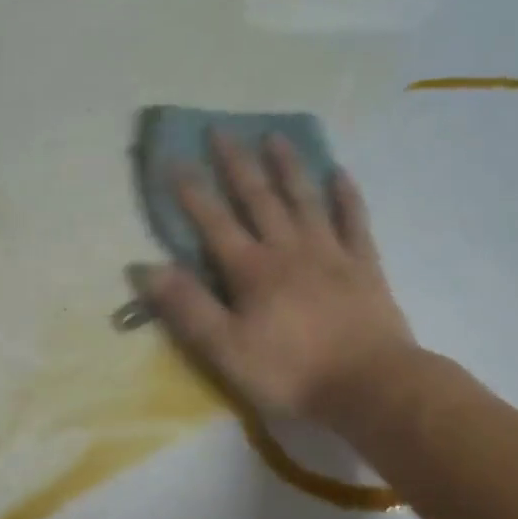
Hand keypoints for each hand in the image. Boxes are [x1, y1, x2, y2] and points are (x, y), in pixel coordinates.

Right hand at [142, 131, 419, 430]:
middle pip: (259, 199)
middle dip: (237, 165)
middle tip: (221, 131)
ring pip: (305, 200)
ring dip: (288, 167)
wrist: (371, 387)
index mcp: (253, 271)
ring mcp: (331, 254)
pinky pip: (354, 221)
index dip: (192, 193)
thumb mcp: (226, 350)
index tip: (174, 161)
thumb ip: (187, 308)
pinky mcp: (364, 267)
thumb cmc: (291, 373)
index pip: (214, 223)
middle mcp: (289, 250)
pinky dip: (346, 196)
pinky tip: (339, 173)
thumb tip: (146, 268)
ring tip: (275, 136)